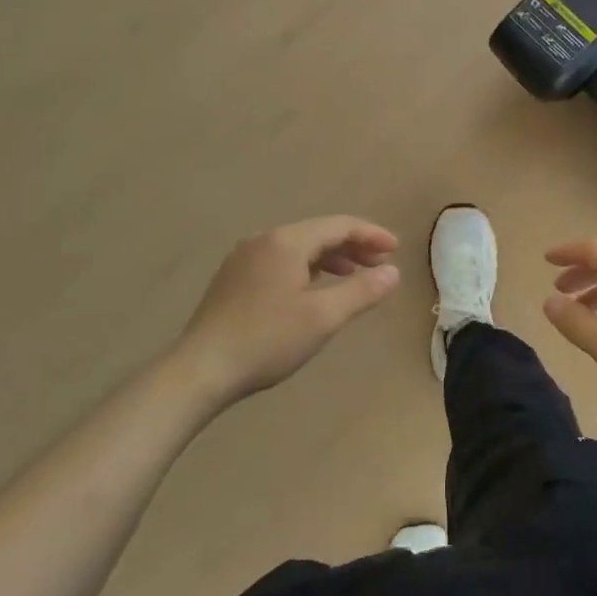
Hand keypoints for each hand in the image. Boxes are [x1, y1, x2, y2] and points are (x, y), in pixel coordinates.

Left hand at [173, 217, 400, 407]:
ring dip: (330, 258)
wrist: (201, 369)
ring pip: (297, 248)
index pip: (338, 225)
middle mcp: (263, 240)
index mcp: (286, 242)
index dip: (370, 235)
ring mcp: (243, 258)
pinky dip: (306, 268)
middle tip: (380, 264)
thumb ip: (362, 291)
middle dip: (352, 246)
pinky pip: (280, 261)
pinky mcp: (233, 278)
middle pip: (317, 233)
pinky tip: (313, 288)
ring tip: (353, 276)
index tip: (396, 249)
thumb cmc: (267, 340)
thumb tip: (393, 272)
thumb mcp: (323, 317)